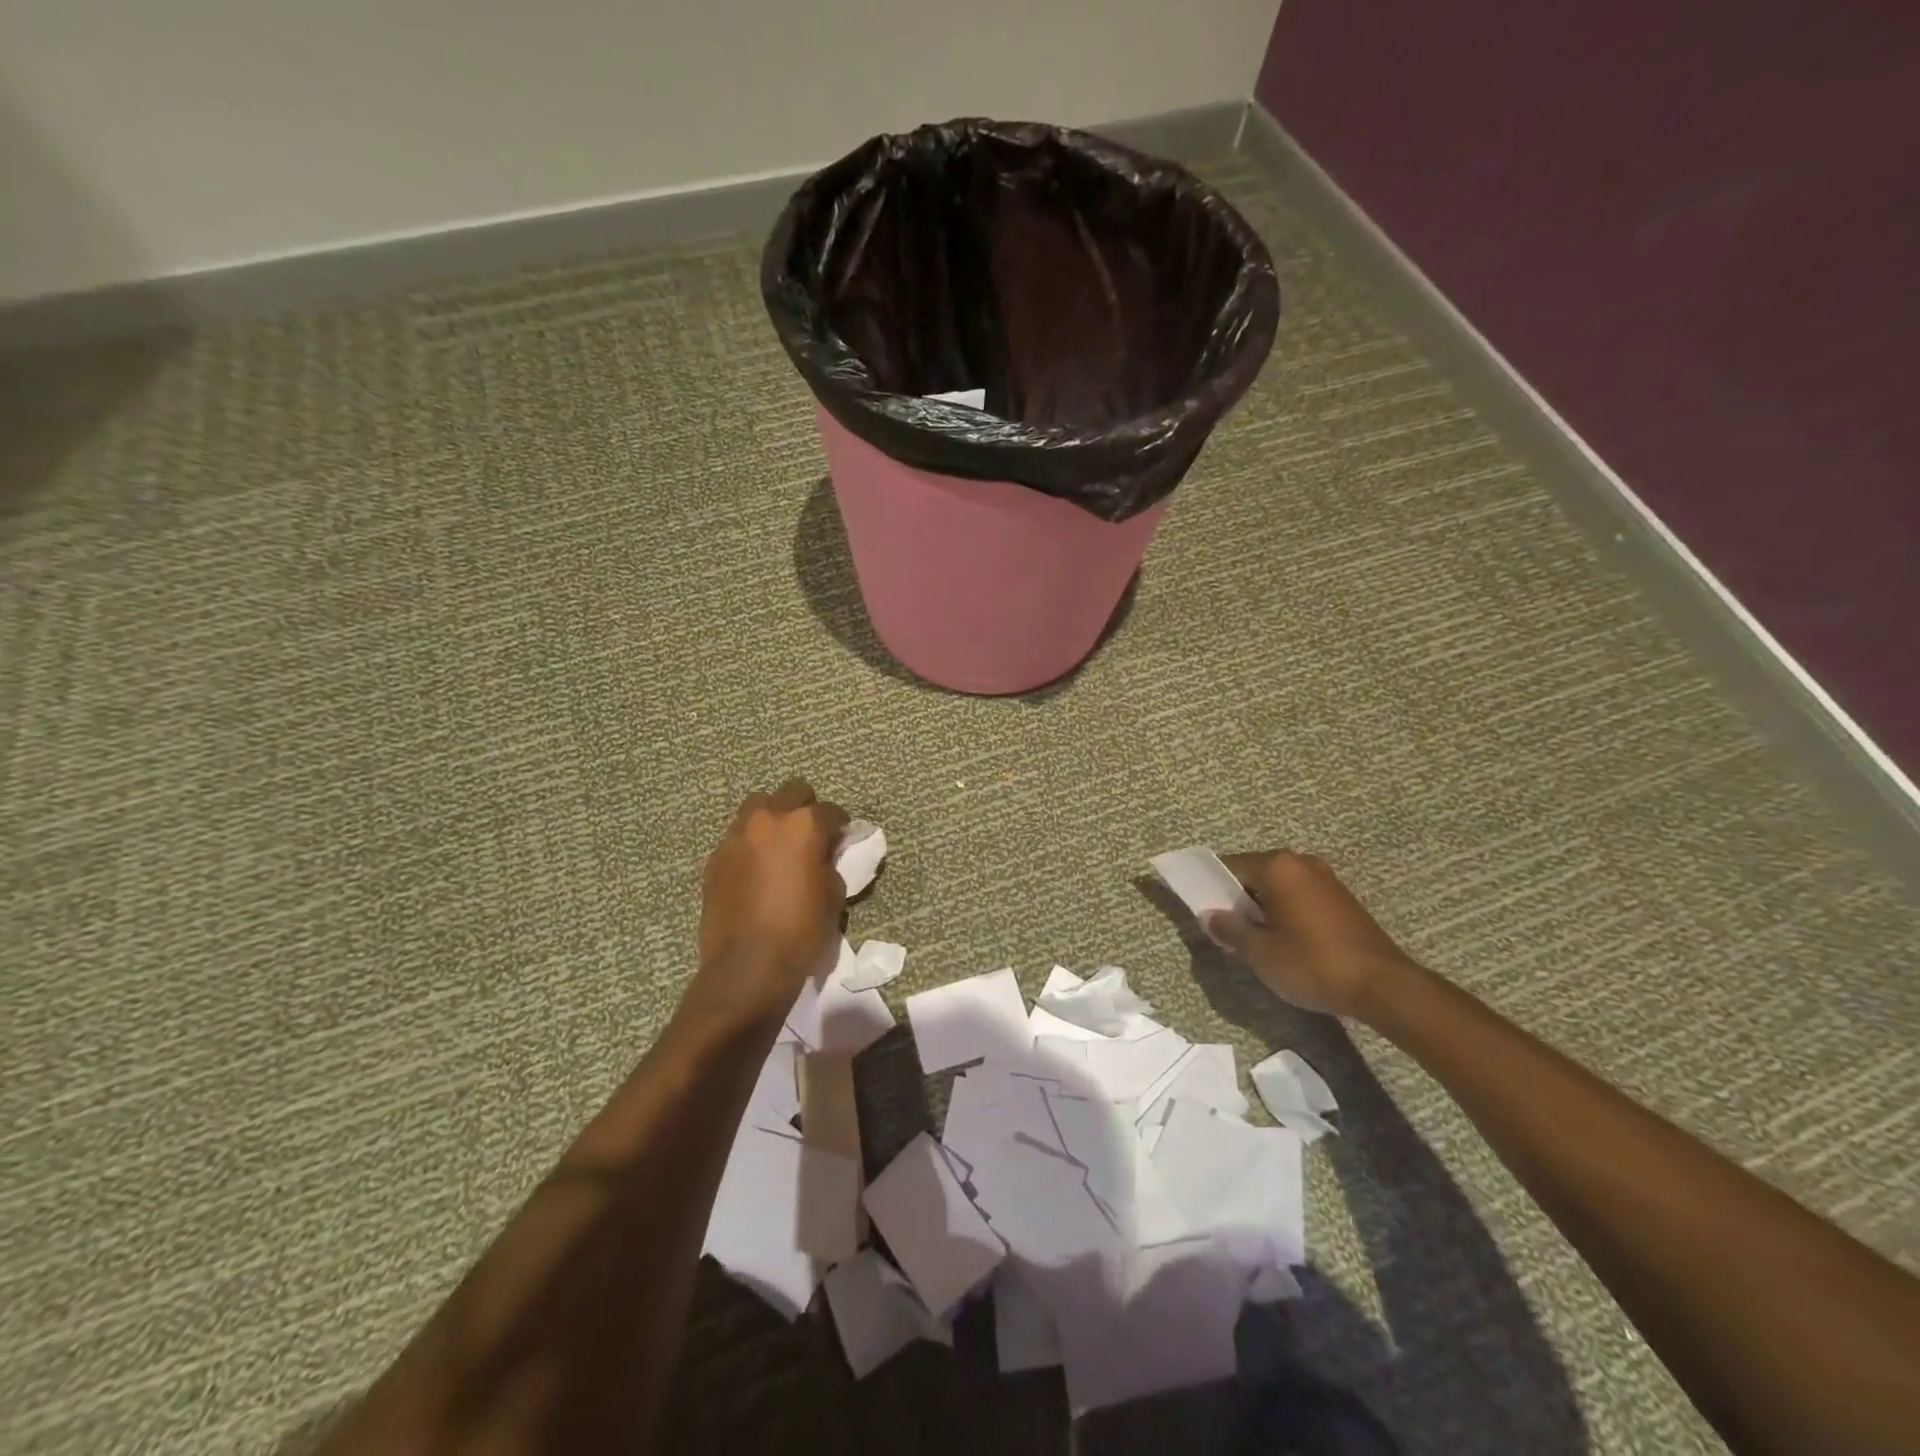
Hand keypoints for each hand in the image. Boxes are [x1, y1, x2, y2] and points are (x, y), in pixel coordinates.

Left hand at [689, 780, 848, 1028]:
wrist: (748, 966)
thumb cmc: (802, 931)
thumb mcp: (834, 895)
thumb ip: (831, 863)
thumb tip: (825, 855)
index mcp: (804, 826)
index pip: (830, 810)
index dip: (840, 825)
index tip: (842, 840)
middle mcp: (768, 820)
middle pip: (792, 791)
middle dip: (805, 807)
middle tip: (811, 835)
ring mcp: (737, 836)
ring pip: (757, 806)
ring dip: (773, 818)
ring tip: (779, 845)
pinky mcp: (716, 858)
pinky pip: (738, 836)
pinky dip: (750, 842)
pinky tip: (757, 868)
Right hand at [1203, 851, 1417, 1020]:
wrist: (1384, 987)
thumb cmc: (1313, 963)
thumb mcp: (1260, 952)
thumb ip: (1230, 929)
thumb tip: (1209, 916)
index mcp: (1278, 867)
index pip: (1230, 866)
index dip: (1211, 888)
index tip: (1201, 910)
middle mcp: (1301, 863)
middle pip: (1255, 874)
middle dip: (1237, 900)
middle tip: (1226, 931)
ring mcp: (1325, 879)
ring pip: (1278, 887)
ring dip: (1262, 908)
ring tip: (1255, 940)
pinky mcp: (1342, 899)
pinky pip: (1299, 897)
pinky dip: (1285, 912)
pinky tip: (1284, 941)